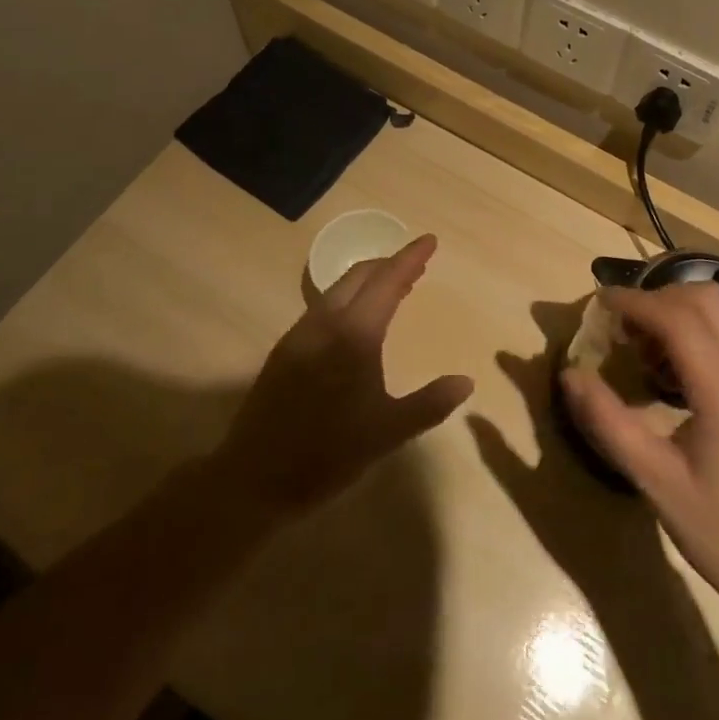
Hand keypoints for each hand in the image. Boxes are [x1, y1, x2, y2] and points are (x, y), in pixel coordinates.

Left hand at [213, 235, 472, 519]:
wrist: (253, 479)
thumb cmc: (327, 455)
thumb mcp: (387, 433)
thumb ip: (430, 404)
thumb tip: (466, 381)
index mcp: (355, 335)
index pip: (388, 282)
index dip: (410, 258)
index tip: (429, 240)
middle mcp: (325, 323)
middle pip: (360, 276)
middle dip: (389, 264)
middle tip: (416, 266)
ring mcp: (300, 334)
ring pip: (338, 289)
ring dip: (368, 281)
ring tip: (393, 288)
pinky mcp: (285, 350)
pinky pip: (323, 307)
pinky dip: (348, 299)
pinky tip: (356, 320)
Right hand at [558, 283, 718, 635]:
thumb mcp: (655, 480)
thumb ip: (608, 421)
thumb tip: (570, 374)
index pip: (677, 316)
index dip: (633, 302)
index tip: (598, 305)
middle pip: (705, 297)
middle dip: (656, 299)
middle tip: (621, 328)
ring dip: (679, 312)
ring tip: (644, 350)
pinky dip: (699, 331)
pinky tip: (675, 372)